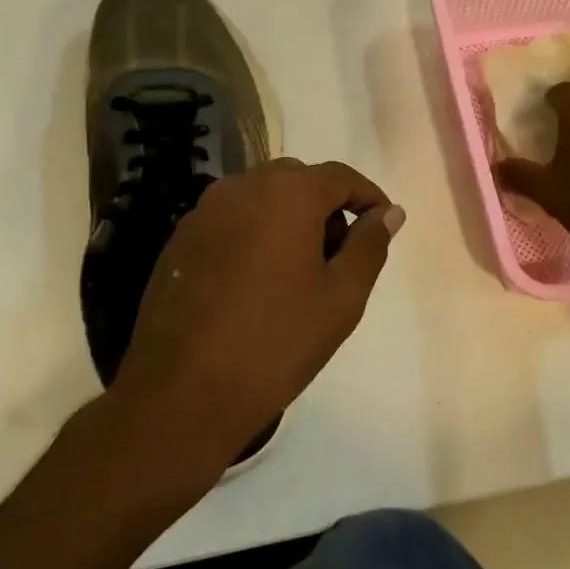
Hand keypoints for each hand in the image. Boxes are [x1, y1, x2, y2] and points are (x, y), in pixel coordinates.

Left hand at [113, 160, 404, 467]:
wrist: (182, 393)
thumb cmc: (276, 343)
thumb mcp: (342, 297)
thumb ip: (370, 245)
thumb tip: (389, 213)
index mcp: (287, 194)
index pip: (340, 176)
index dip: (367, 196)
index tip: (381, 225)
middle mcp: (241, 187)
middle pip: (298, 180)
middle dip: (325, 206)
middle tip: (339, 256)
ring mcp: (204, 211)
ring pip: (261, 196)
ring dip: (288, 217)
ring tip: (297, 272)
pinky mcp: (180, 239)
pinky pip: (230, 218)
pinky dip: (254, 232)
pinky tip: (256, 282)